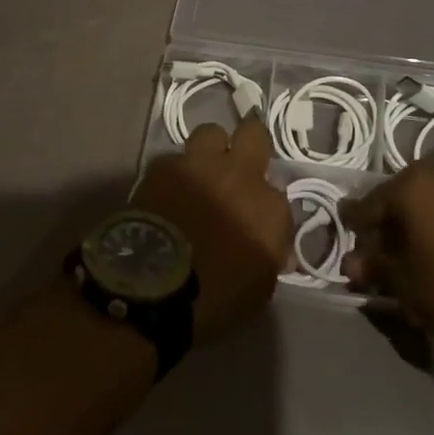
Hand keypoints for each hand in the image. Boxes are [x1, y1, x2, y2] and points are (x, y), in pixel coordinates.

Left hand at [132, 114, 291, 341]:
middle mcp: (240, 176)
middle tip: (240, 164)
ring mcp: (200, 165)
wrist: (153, 289)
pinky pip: (175, 159)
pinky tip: (168, 193)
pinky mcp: (164, 167)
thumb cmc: (214, 300)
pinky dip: (175, 174)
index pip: (280, 194)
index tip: (257, 222)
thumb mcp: (258, 289)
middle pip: (254, 134)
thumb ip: (270, 256)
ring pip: (211, 134)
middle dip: (251, 143)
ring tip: (201, 173)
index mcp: (269, 209)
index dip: (267, 207)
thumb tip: (277, 249)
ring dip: (210, 150)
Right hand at [341, 159, 433, 335]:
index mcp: (409, 184)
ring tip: (417, 254)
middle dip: (389, 226)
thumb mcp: (405, 283)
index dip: (355, 228)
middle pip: (400, 199)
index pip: (367, 206)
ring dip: (418, 224)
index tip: (349, 245)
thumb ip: (374, 267)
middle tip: (383, 254)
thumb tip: (351, 264)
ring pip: (429, 202)